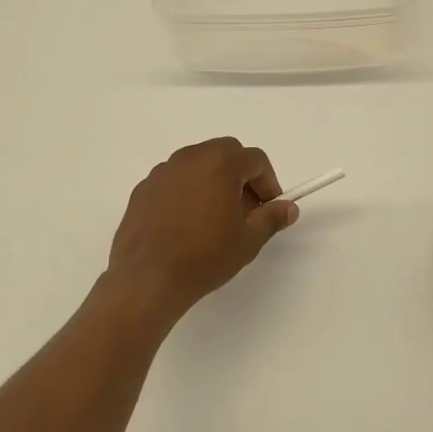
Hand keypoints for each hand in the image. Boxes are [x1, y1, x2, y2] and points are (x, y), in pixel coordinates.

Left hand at [106, 138, 297, 319]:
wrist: (147, 278)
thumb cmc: (205, 256)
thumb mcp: (248, 240)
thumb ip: (272, 218)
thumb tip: (289, 208)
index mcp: (220, 163)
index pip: (255, 159)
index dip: (269, 182)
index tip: (269, 208)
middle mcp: (190, 158)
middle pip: (226, 153)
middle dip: (241, 176)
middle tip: (245, 210)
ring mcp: (163, 171)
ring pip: (198, 164)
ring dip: (213, 181)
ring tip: (215, 218)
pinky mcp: (143, 189)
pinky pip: (174, 181)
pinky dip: (187, 192)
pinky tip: (186, 224)